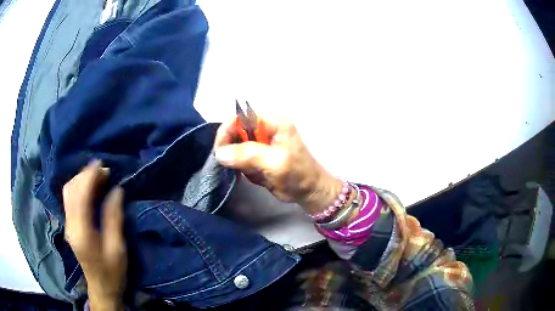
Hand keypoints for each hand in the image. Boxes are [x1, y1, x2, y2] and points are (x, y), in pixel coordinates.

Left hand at [63, 161, 125, 310]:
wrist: (101, 288)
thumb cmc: (112, 272)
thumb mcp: (117, 248)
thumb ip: (114, 218)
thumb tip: (116, 190)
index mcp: (81, 232)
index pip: (81, 195)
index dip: (90, 176)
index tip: (102, 164)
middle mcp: (70, 225)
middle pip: (71, 189)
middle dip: (85, 174)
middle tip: (104, 170)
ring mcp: (67, 224)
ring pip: (68, 192)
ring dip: (81, 179)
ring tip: (97, 175)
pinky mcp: (69, 225)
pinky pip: (70, 198)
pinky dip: (78, 187)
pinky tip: (89, 187)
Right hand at [214, 116, 341, 213]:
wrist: (309, 191)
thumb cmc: (298, 175)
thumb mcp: (274, 163)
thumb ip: (247, 155)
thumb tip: (220, 153)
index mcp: (273, 122)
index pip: (241, 117)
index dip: (227, 130)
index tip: (219, 150)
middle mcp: (265, 128)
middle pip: (235, 131)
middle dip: (233, 150)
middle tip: (235, 167)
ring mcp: (261, 142)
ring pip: (236, 147)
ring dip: (239, 162)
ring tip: (254, 173)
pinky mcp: (259, 155)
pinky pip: (241, 159)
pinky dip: (244, 169)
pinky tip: (257, 176)